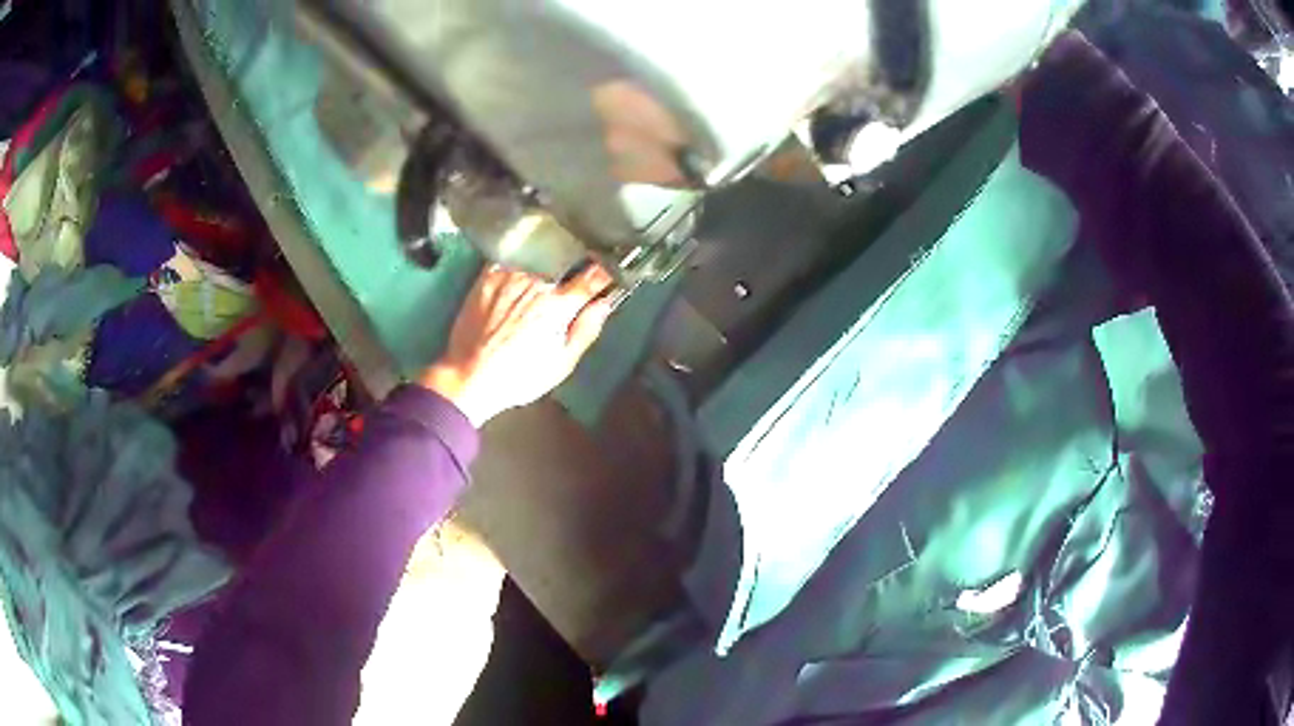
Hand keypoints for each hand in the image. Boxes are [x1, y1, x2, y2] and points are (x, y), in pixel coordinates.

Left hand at [420, 264, 616, 426]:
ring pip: (538, 262)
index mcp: (558, 304)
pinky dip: (519, 269)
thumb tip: (605, 303)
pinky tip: (514, 288)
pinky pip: (512, 262)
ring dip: (544, 271)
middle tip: (567, 292)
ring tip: (535, 293)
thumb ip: (586, 330)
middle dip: (572, 274)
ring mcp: (509, 275)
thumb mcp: (561, 363)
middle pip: (565, 266)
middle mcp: (536, 282)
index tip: (610, 273)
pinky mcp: (488, 275)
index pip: (593, 277)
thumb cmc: (517, 376)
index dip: (606, 273)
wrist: (469, 376)